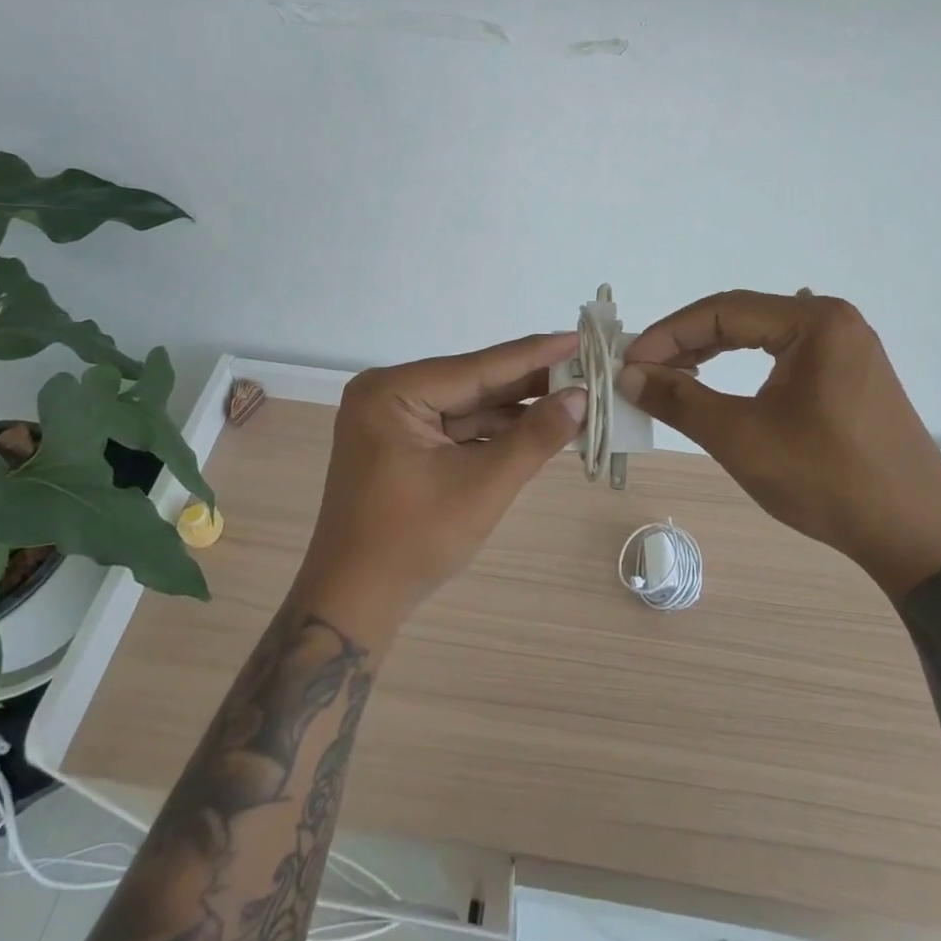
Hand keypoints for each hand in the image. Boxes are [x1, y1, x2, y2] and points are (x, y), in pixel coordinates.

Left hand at [291, 333, 585, 649]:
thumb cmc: (413, 542)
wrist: (354, 604)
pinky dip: (495, 431)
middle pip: (473, 383)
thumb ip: (534, 437)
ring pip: (468, 406)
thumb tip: (582, 398)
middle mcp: (389, 393)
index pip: (478, 367)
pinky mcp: (402, 444)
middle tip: (586, 369)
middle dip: (530, 383)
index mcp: (393, 391)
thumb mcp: (482, 486)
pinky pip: (457, 427)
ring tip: (573, 399)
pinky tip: (537, 426)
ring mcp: (393, 419)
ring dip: (517, 410)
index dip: (535, 354)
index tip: (580, 336)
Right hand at [618, 291, 940, 597]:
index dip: (667, 334)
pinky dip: (742, 367)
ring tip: (670, 377)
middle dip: (686, 342)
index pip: (722, 310)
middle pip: (740, 316)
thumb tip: (629, 376)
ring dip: (711, 353)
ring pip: (760, 335)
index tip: (629, 362)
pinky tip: (717, 384)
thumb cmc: (828, 480)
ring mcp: (847, 347)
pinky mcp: (851, 374)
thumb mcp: (742, 438)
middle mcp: (833, 321)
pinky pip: (782, 355)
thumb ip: (680, 400)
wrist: (918, 538)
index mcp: (815, 321)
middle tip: (643, 370)